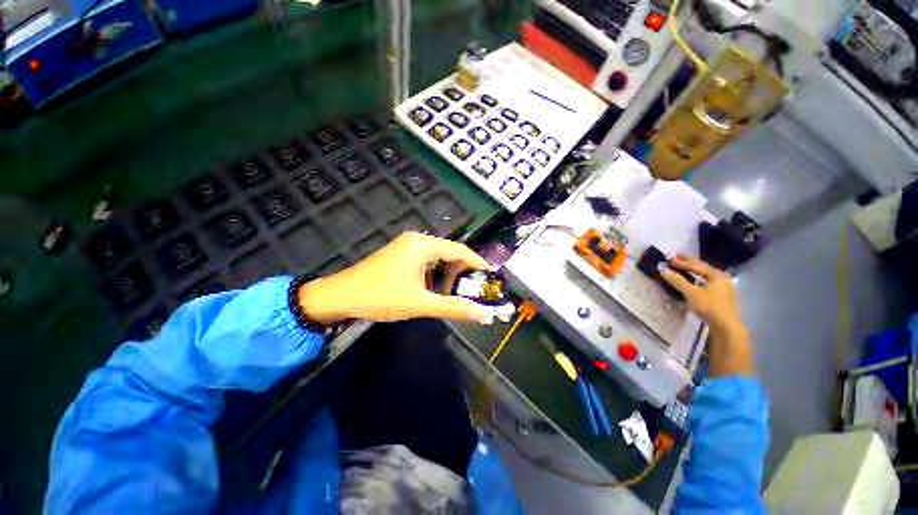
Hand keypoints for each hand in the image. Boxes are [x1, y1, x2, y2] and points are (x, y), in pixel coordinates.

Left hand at [296, 232, 492, 324]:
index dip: (477, 264)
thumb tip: (485, 315)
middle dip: (462, 272)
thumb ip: (455, 307)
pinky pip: (426, 260)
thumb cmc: (381, 297)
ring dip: (447, 274)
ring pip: (438, 257)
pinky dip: (435, 274)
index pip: (460, 250)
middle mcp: (417, 240)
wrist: (340, 297)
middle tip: (471, 291)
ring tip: (451, 294)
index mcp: (423, 245)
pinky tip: (433, 289)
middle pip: (450, 252)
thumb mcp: (421, 304)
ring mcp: (407, 245)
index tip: (491, 278)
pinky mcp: (401, 253)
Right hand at [661, 255, 753, 376]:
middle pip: (703, 267)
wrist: (726, 325)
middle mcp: (721, 277)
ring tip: (684, 266)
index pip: (696, 265)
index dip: (681, 261)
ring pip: (706, 274)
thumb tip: (664, 271)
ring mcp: (724, 286)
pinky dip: (698, 277)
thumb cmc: (709, 306)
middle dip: (688, 261)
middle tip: (676, 256)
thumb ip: (678, 281)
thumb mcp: (691, 293)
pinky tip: (695, 280)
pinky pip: (708, 281)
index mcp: (716, 274)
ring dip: (694, 269)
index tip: (669, 257)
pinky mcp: (723, 294)